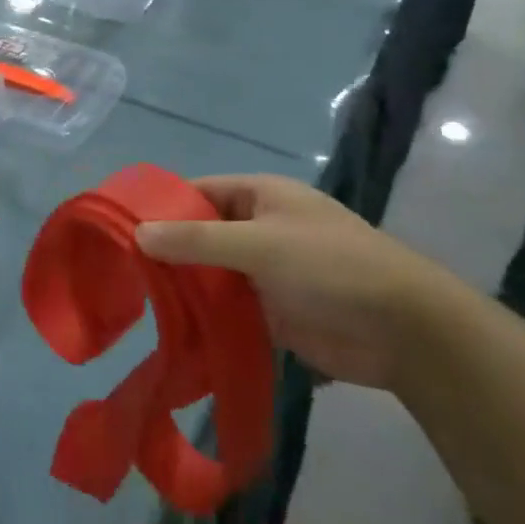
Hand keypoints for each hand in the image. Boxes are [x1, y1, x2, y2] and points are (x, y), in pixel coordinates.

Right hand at [134, 175, 469, 389]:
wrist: (405, 332)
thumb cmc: (331, 267)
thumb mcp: (258, 244)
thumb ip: (195, 240)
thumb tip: (137, 233)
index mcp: (260, 196)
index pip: (197, 192)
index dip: (160, 206)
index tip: (119, 229)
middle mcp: (260, 228)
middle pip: (200, 234)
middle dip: (166, 251)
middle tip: (121, 272)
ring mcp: (266, 271)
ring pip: (211, 273)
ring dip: (183, 286)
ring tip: (136, 302)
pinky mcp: (273, 311)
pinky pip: (227, 307)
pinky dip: (204, 315)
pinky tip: (171, 328)